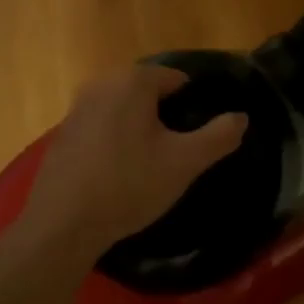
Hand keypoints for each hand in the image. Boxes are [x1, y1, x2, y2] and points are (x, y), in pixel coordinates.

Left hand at [20, 66, 247, 259]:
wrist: (62, 225)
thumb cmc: (128, 185)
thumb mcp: (184, 163)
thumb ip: (219, 136)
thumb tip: (241, 117)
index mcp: (133, 80)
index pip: (176, 78)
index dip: (192, 105)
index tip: (197, 135)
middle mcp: (103, 82)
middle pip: (147, 91)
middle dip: (165, 115)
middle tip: (177, 152)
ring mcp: (77, 106)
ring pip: (123, 108)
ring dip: (139, 127)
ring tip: (150, 164)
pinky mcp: (63, 132)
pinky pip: (101, 125)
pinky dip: (114, 139)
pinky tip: (119, 172)